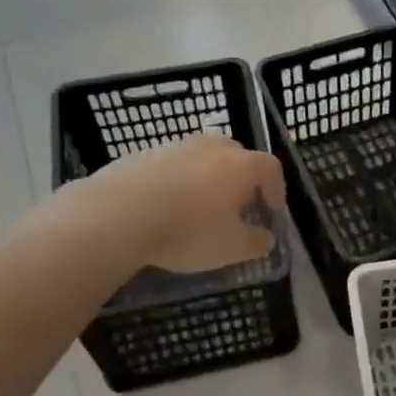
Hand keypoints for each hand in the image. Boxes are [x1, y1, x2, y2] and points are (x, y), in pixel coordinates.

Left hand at [75, 135, 287, 274]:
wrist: (118, 215)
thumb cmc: (189, 231)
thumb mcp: (231, 248)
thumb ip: (256, 243)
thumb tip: (266, 238)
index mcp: (240, 166)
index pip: (270, 167)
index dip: (276, 187)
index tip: (272, 209)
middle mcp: (211, 148)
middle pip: (235, 154)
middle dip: (241, 177)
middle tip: (236, 204)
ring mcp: (174, 147)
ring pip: (200, 157)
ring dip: (205, 177)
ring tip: (197, 206)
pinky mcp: (141, 155)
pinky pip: (169, 165)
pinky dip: (174, 181)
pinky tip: (163, 206)